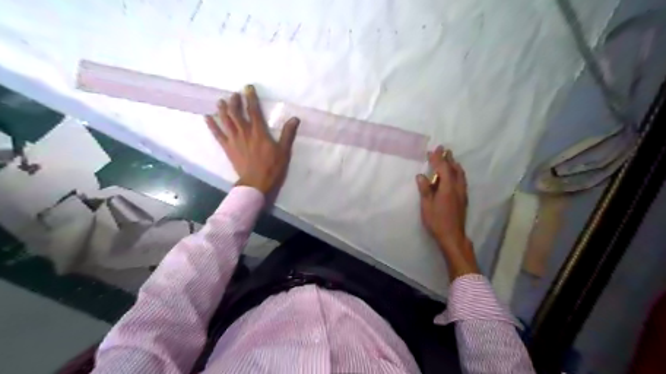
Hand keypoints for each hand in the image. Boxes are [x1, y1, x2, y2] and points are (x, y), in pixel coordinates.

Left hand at [206, 85, 298, 194]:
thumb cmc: (272, 167)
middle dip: (234, 101)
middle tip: (234, 94)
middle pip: (236, 113)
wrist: (256, 183)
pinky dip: (212, 126)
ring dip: (222, 110)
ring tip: (220, 101)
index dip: (251, 98)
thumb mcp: (284, 151)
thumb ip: (288, 134)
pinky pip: (217, 135)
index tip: (248, 88)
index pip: (254, 111)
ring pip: (226, 121)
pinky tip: (206, 118)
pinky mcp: (227, 148)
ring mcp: (234, 140)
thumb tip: (295, 118)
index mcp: (259, 132)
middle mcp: (244, 132)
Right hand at [415, 146, 478, 280]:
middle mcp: (457, 187)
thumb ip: (425, 190)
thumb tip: (421, 175)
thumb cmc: (437, 221)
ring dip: (454, 165)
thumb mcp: (427, 206)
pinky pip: (462, 180)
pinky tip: (455, 175)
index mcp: (447, 187)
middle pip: (454, 169)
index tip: (433, 150)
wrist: (453, 236)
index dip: (437, 159)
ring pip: (460, 174)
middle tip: (444, 149)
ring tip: (450, 158)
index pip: (443, 168)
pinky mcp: (463, 198)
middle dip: (448, 158)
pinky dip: (458, 172)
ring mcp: (462, 193)